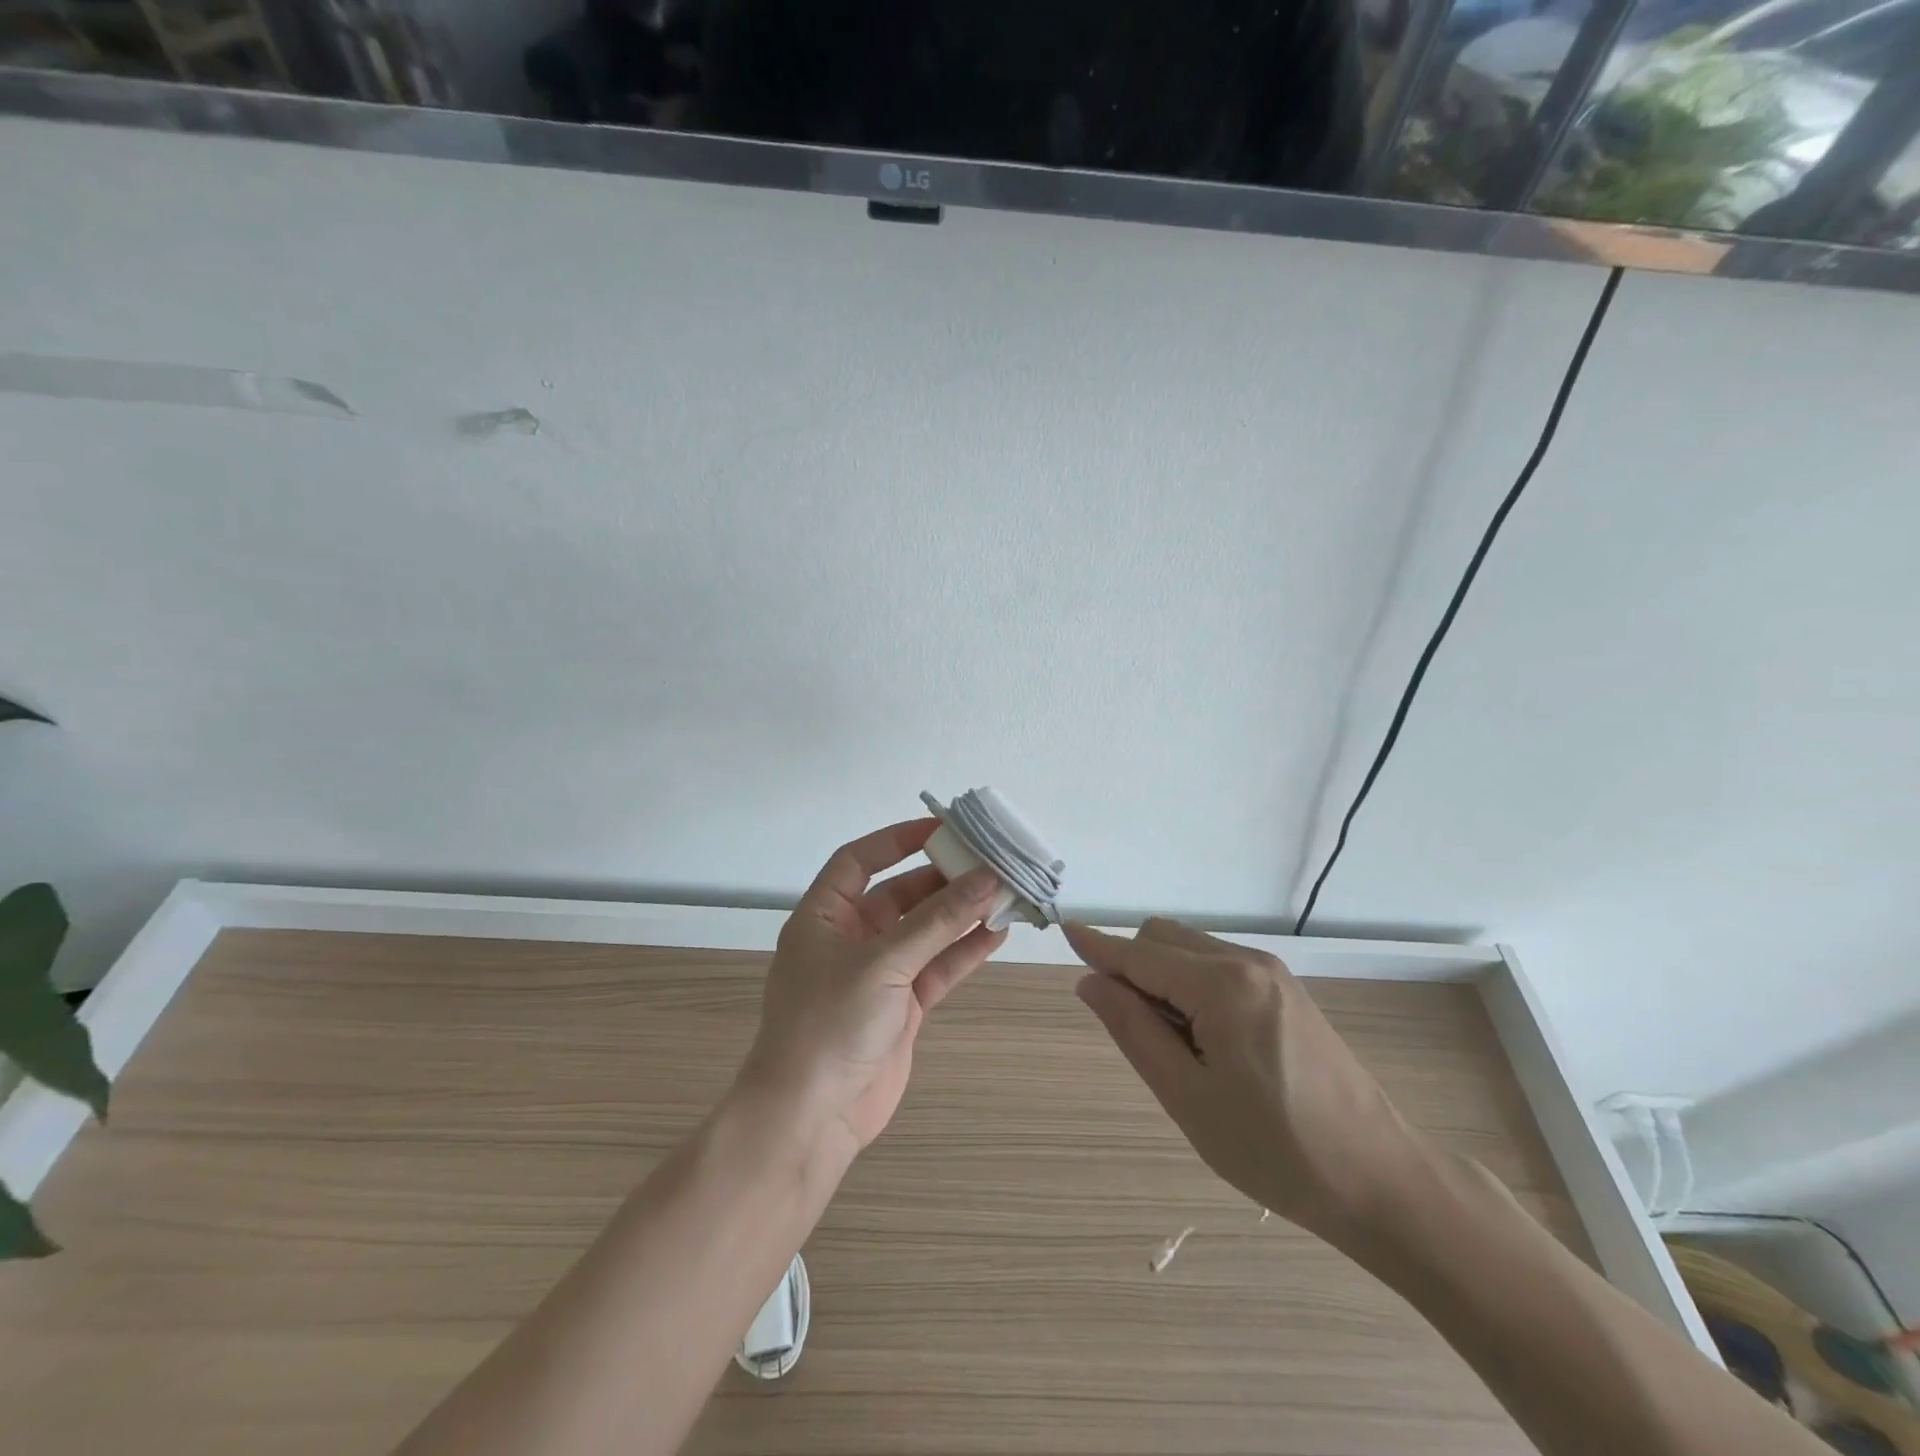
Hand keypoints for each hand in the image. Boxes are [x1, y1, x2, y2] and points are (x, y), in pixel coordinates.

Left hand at [742, 819, 1007, 1159]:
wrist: (812, 1118)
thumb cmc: (830, 1023)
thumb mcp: (882, 963)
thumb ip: (936, 921)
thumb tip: (986, 879)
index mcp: (824, 916)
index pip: (859, 860)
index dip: (897, 839)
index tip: (943, 828)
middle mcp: (849, 938)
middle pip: (900, 894)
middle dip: (942, 879)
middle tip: (989, 862)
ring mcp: (878, 974)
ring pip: (925, 931)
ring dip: (960, 914)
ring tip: (1004, 893)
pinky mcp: (901, 1006)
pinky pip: (937, 968)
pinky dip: (964, 951)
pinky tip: (997, 934)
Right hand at [1065, 918, 1426, 1242]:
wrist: (1381, 1178)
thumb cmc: (1275, 1150)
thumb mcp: (1188, 1098)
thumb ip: (1134, 1030)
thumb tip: (1091, 982)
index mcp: (1222, 986)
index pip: (1140, 954)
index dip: (1098, 946)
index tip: (1064, 931)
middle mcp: (1247, 962)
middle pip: (1163, 938)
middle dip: (1131, 966)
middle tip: (1134, 1032)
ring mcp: (1271, 972)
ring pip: (1189, 949)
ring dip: (1161, 976)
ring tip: (1176, 1046)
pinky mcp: (1285, 989)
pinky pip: (1216, 965)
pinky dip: (1190, 983)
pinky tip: (1205, 1039)